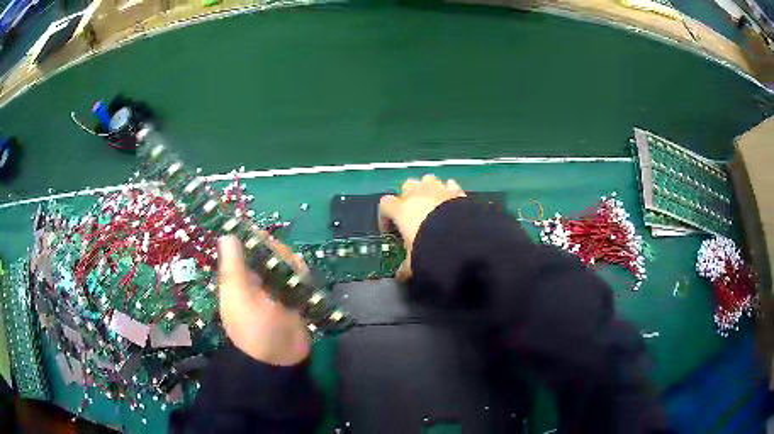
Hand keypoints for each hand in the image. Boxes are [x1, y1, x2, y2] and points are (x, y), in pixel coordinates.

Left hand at [217, 235, 309, 365]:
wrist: (278, 360)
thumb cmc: (252, 327)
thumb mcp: (237, 295)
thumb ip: (233, 266)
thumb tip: (226, 234)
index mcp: (239, 281)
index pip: (245, 251)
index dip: (253, 240)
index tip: (265, 235)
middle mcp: (257, 284)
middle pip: (268, 256)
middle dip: (277, 252)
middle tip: (285, 259)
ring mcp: (276, 293)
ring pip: (285, 267)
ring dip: (291, 265)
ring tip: (296, 270)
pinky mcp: (293, 301)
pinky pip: (298, 282)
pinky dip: (301, 277)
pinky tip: (304, 278)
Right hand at [379, 175, 465, 279]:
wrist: (462, 240)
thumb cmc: (430, 249)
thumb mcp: (414, 263)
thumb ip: (405, 267)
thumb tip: (400, 276)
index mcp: (402, 210)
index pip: (385, 204)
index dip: (385, 216)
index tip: (390, 230)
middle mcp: (418, 195)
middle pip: (406, 185)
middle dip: (407, 197)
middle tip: (412, 214)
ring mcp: (438, 190)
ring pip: (427, 179)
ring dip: (427, 188)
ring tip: (431, 203)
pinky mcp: (457, 191)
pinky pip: (449, 184)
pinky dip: (448, 190)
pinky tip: (451, 201)